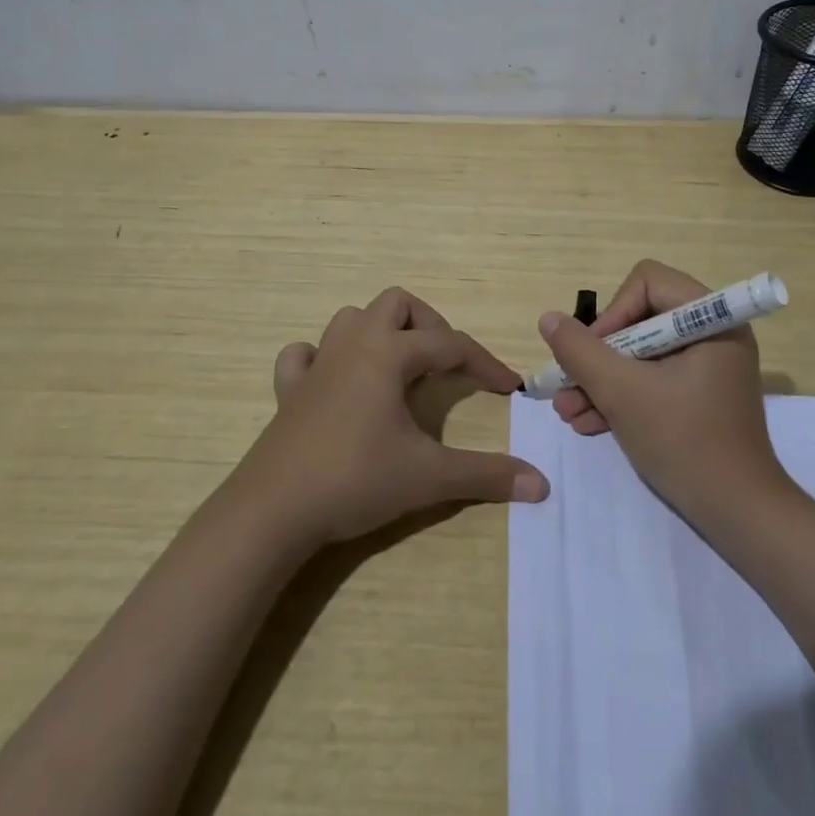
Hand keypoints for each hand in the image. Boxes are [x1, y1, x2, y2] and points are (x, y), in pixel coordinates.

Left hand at [237, 286, 549, 546]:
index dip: (485, 363)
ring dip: (380, 333)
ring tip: (399, 370)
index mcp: (389, 353)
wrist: (273, 511)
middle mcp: (354, 345)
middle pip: (397, 304)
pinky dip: (324, 358)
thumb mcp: (429, 477)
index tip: (509, 388)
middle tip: (444, 366)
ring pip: (352, 319)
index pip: (451, 345)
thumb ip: (487, 475)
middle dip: (429, 326)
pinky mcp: (289, 391)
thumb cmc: (356, 480)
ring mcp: (317, 364)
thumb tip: (541, 483)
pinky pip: (305, 355)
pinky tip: (336, 383)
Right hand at [537, 259, 789, 519]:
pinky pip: (653, 379)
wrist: (739, 515)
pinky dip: (622, 396)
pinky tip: (587, 422)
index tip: (592, 353)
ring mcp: (707, 366)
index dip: (613, 312)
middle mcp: (713, 333)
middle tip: (567, 385)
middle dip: (598, 356)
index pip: (648, 282)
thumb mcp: (622, 393)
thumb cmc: (684, 442)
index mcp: (710, 319)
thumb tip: (549, 319)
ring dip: (602, 380)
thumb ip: (581, 352)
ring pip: (641, 353)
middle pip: (640, 319)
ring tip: (567, 412)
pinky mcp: (699, 395)